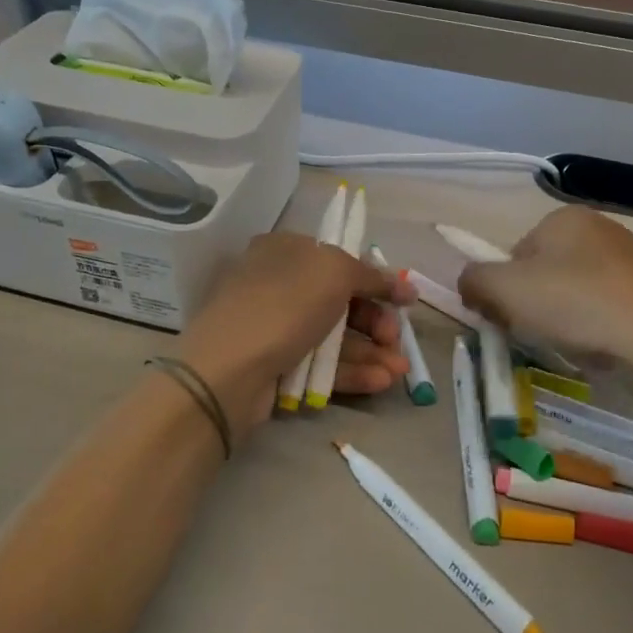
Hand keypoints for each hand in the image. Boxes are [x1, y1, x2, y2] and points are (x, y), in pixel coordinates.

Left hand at [178, 233, 414, 444]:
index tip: (405, 300)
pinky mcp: (275, 366)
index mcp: (285, 250)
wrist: (227, 370)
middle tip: (396, 339)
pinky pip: (320, 364)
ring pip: (333, 336)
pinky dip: (351, 371)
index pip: (338, 259)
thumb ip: (371, 275)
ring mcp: (274, 327)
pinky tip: (380, 381)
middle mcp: (278, 284)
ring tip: (399, 371)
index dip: (375, 279)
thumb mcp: (335, 272)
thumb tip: (402, 285)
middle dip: (375, 321)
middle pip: (340, 300)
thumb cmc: (284, 305)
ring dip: (370, 351)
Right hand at [458, 206, 632, 371]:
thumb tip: (469, 284)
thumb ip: (473, 280)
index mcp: (564, 217)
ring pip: (575, 292)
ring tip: (573, 344)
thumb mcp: (505, 290)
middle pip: (544, 272)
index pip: (514, 253)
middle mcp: (599, 228)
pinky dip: (597, 328)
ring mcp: (631, 259)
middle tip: (537, 333)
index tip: (508, 318)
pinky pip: (607, 308)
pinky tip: (602, 348)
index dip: (504, 289)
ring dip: (564, 318)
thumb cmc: (576, 305)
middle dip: (534, 305)